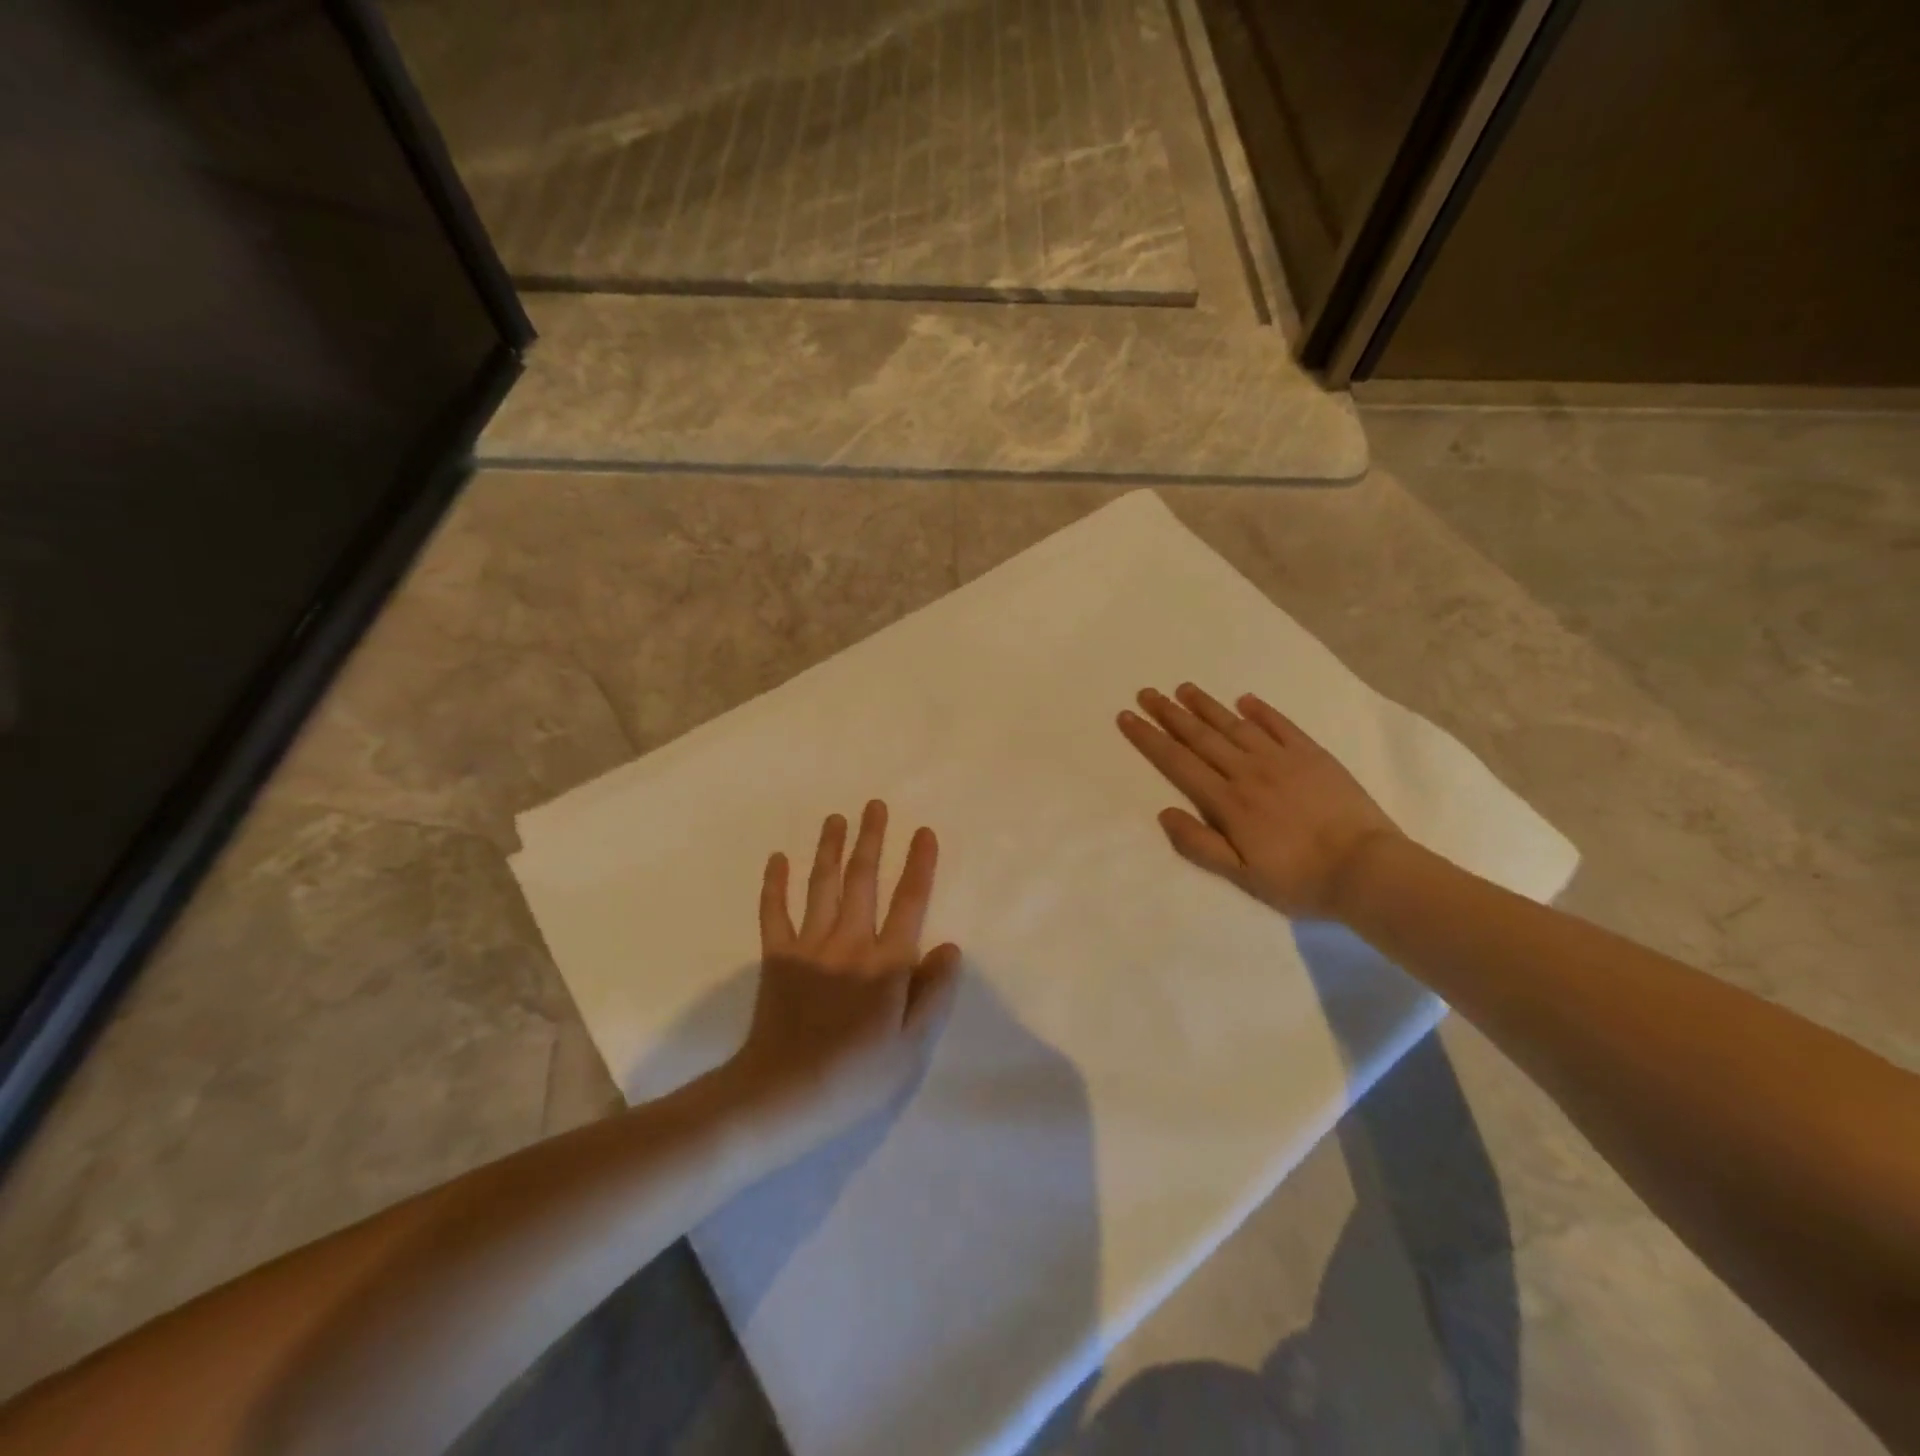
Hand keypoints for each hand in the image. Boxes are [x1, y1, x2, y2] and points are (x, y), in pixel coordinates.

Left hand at [728, 801, 962, 1143]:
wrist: (783, 1093)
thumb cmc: (857, 1074)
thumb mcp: (913, 1046)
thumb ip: (935, 993)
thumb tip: (950, 947)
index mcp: (886, 963)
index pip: (909, 903)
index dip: (919, 865)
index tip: (923, 832)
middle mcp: (849, 942)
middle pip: (862, 880)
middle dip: (871, 840)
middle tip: (874, 805)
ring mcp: (810, 946)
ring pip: (821, 885)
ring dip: (829, 848)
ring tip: (836, 818)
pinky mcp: (777, 957)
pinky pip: (774, 912)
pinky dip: (775, 884)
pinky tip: (777, 859)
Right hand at [1118, 683, 1403, 919]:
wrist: (1366, 869)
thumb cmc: (1299, 879)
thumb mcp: (1241, 875)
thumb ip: (1199, 844)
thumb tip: (1164, 813)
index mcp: (1227, 802)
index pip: (1178, 762)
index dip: (1149, 738)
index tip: (1128, 717)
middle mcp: (1248, 772)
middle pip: (1201, 737)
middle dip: (1170, 714)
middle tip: (1147, 692)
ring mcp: (1282, 759)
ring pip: (1235, 725)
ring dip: (1207, 706)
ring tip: (1184, 688)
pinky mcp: (1313, 755)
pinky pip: (1281, 725)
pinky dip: (1261, 710)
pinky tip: (1244, 700)